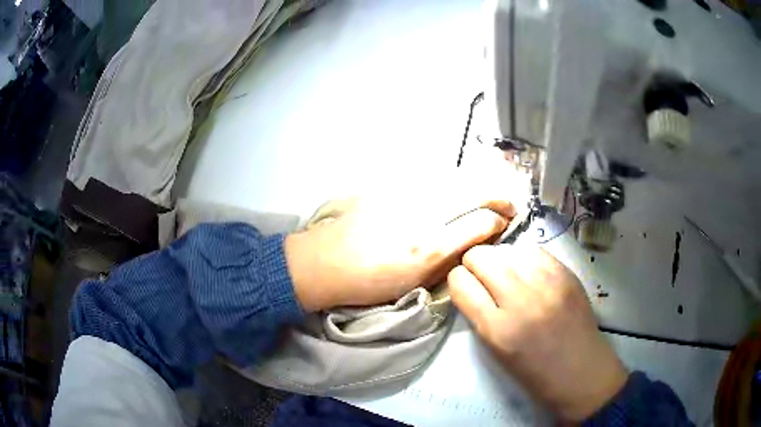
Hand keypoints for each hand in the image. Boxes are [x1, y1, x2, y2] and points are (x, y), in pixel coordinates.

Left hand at [284, 148, 528, 311]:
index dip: (499, 220)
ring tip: (485, 194)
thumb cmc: (368, 282)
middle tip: (508, 202)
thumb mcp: (414, 282)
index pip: (481, 222)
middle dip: (498, 194)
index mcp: (430, 247)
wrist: (323, 261)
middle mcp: (424, 214)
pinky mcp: (390, 183)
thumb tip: (474, 241)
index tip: (505, 222)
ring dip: (477, 184)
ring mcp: (405, 193)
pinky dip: (449, 181)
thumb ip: (448, 260)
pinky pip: (429, 177)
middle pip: (474, 190)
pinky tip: (451, 190)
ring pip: (454, 178)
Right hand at [448, 244, 627, 420]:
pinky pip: (532, 249)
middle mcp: (521, 300)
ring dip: (499, 259)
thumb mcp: (496, 351)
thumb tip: (470, 284)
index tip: (464, 286)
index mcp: (497, 330)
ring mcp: (547, 283)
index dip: (457, 281)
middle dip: (474, 264)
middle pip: (480, 257)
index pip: (460, 283)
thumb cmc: (534, 372)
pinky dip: (522, 257)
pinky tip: (527, 271)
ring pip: (506, 248)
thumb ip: (479, 315)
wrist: (581, 372)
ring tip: (506, 274)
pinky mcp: (566, 273)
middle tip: (482, 277)